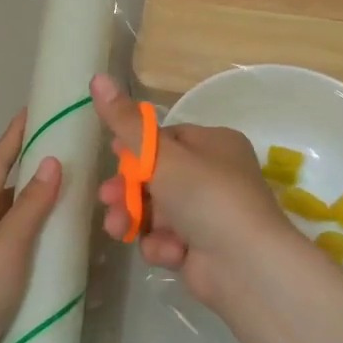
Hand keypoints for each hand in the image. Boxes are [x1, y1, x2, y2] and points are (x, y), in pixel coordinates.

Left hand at [0, 113, 61, 342]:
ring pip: (18, 218)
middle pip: (8, 188)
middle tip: (70, 150)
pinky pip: (24, 246)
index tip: (34, 109)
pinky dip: (43, 236)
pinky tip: (65, 239)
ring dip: (42, 203)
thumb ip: (31, 206)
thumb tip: (53, 161)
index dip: (15, 136)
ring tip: (77, 189)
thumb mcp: (6, 246)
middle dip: (35, 168)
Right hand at [90, 74, 299, 307]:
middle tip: (106, 199)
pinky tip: (168, 252)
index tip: (111, 155)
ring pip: (157, 209)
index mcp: (215, 144)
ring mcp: (210, 213)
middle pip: (157, 176)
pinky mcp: (203, 247)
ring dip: (136, 218)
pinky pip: (169, 238)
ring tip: (119, 228)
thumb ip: (125, 122)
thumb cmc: (206, 195)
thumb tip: (97, 77)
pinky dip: (163, 244)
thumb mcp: (161, 154)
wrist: (246, 265)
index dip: (136, 148)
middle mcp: (215, 175)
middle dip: (127, 190)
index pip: (167, 138)